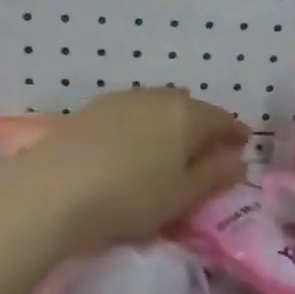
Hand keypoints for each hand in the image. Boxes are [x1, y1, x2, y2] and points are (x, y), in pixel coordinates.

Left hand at [3, 87, 248, 250]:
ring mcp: (120, 100)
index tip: (241, 148)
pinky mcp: (90, 110)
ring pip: (157, 107)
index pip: (223, 119)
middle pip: (189, 108)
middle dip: (202, 127)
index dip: (235, 134)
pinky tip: (132, 146)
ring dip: (169, 124)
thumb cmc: (130, 196)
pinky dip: (141, 126)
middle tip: (205, 152)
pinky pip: (129, 113)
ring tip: (168, 148)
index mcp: (187, 115)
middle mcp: (157, 97)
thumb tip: (238, 161)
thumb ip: (215, 175)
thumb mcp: (182, 194)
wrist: (52, 190)